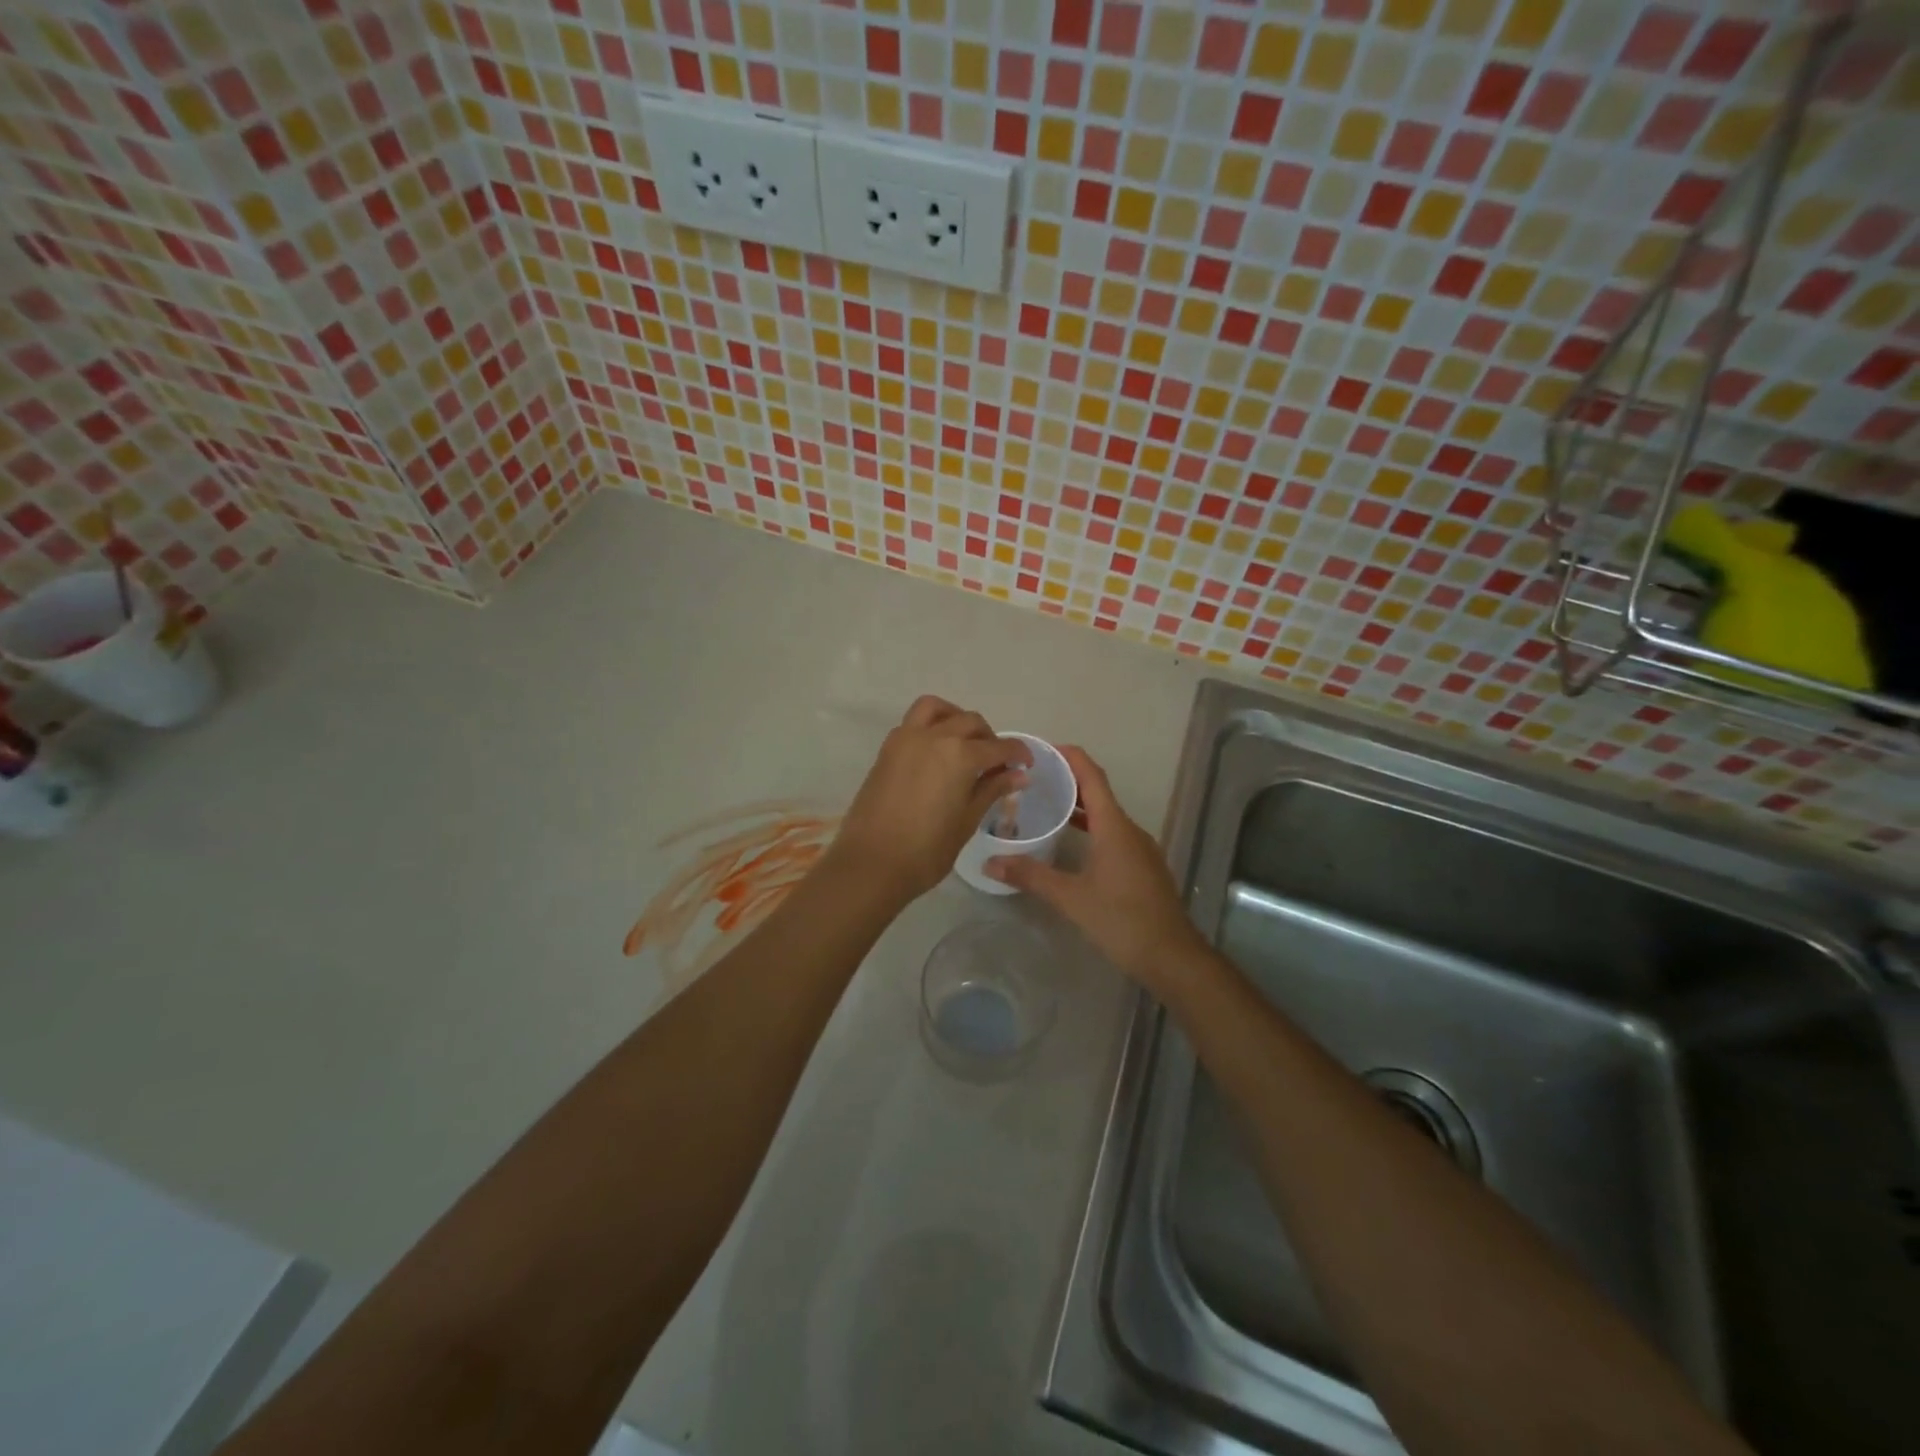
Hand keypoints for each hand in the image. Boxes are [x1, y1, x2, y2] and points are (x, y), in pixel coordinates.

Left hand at [828, 696, 1029, 904]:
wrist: (871, 863)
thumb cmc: (926, 850)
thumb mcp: (967, 821)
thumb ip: (992, 790)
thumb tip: (1019, 775)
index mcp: (960, 755)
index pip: (999, 746)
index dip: (1018, 753)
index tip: (1026, 765)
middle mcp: (934, 737)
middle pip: (970, 722)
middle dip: (989, 738)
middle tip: (996, 763)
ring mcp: (906, 739)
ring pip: (936, 709)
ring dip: (956, 718)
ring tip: (964, 744)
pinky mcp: (887, 749)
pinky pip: (913, 723)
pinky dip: (931, 727)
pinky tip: (937, 755)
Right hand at [984, 746, 1203, 988]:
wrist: (1172, 957)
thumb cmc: (1122, 920)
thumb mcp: (1071, 898)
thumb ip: (1031, 876)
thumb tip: (990, 863)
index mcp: (1114, 827)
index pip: (1092, 777)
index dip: (1070, 757)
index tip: (1043, 749)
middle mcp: (1130, 830)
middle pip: (1098, 793)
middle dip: (1068, 781)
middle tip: (1033, 780)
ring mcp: (1140, 849)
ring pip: (1106, 816)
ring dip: (1079, 807)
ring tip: (1046, 807)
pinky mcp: (1142, 867)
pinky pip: (1113, 835)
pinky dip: (1091, 828)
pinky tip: (1072, 844)